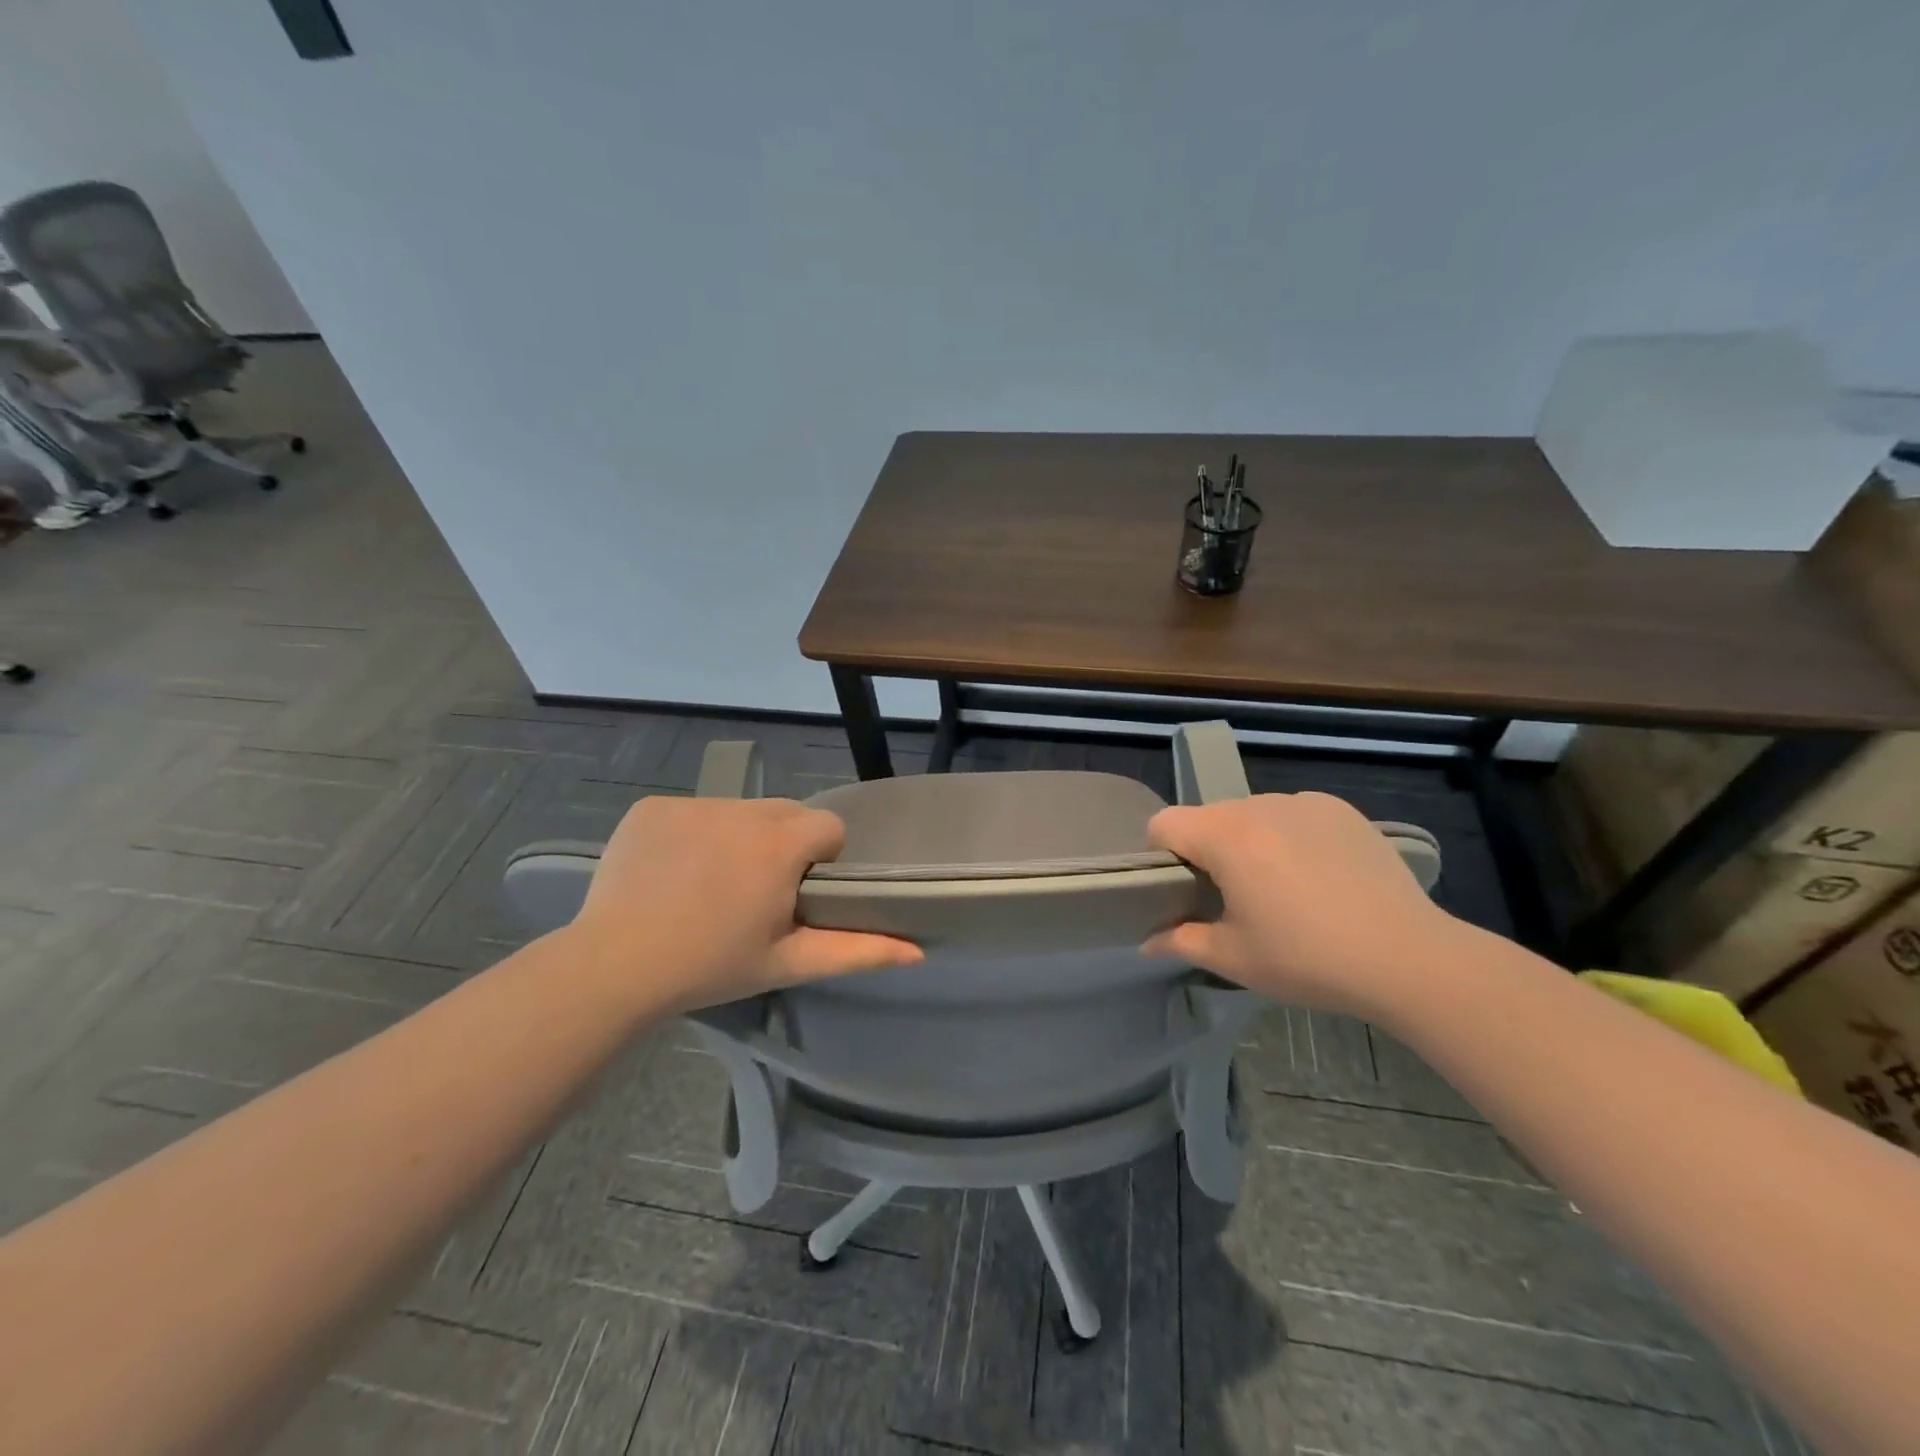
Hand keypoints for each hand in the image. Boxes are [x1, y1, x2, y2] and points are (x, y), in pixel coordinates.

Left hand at [562, 795, 920, 1014]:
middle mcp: (742, 810)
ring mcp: (693, 804)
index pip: (828, 825)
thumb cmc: (711, 966)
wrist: (614, 966)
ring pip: (739, 810)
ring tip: (711, 884)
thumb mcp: (788, 962)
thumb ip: (858, 952)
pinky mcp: (653, 806)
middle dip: (783, 843)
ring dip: (739, 837)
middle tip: (756, 891)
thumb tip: (917, 952)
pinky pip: (692, 811)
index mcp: (780, 844)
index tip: (799, 891)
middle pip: (785, 812)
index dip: (822, 858)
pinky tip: (673, 872)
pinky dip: (693, 834)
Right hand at [1142, 793, 1461, 1020]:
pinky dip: (1290, 836)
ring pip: (1251, 814)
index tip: (1181, 891)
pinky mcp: (1341, 810)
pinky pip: (1293, 814)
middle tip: (1231, 897)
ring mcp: (1304, 802)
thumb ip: (1181, 941)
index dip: (1160, 855)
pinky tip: (1317, 876)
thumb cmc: (1307, 959)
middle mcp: (1259, 806)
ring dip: (1249, 842)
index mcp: (1225, 836)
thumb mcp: (1234, 958)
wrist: (1408, 958)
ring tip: (1280, 888)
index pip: (1164, 823)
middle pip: (1208, 817)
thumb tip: (1148, 942)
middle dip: (1206, 850)